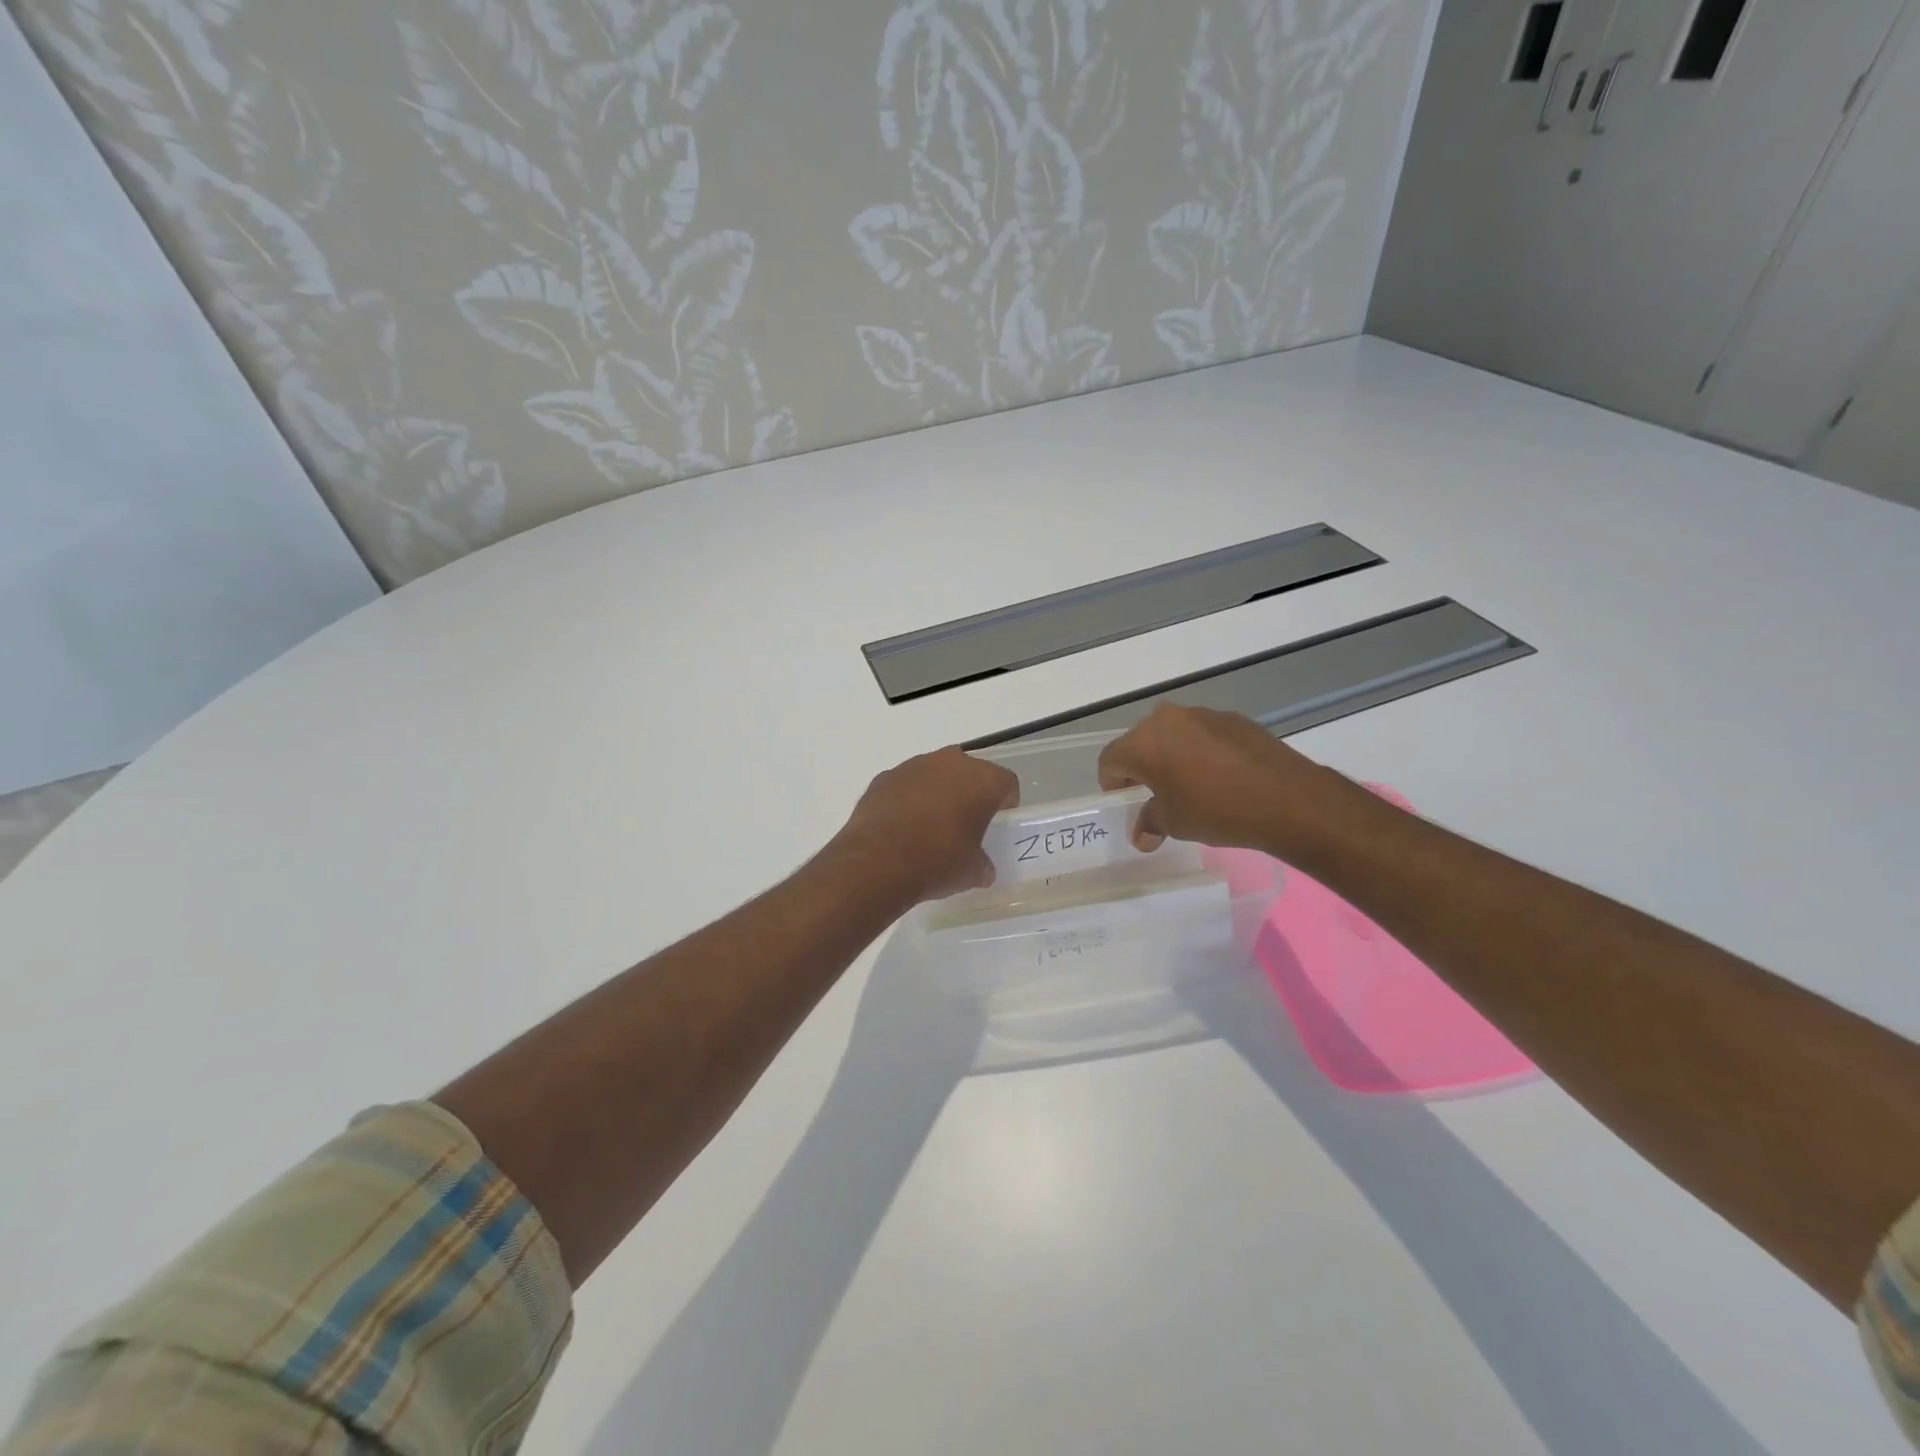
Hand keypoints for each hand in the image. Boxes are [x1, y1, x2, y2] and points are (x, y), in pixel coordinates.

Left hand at [831, 747, 1019, 902]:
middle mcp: (950, 763)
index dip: (1007, 801)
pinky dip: (909, 798)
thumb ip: (982, 864)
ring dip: (939, 791)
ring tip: (932, 823)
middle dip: (972, 791)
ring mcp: (914, 766)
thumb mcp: (971, 872)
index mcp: (982, 781)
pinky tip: (903, 825)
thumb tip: (983, 868)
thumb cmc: (937, 863)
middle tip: (968, 819)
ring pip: (936, 772)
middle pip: (971, 771)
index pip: (1006, 782)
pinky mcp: (884, 777)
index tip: (1001, 819)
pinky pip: (906, 783)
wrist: (876, 863)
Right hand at [1097, 704, 1364, 854]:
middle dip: (1142, 768)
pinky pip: (1203, 735)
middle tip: (1155, 795)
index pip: (1110, 759)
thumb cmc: (1216, 810)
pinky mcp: (1233, 719)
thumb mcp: (1174, 823)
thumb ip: (1150, 822)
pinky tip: (1221, 778)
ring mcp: (1203, 714)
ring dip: (1172, 757)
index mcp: (1144, 742)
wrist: (1286, 799)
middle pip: (1140, 742)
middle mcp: (1168, 719)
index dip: (1112, 783)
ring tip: (1191, 786)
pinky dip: (1202, 752)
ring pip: (1173, 735)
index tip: (1126, 803)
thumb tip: (1142, 835)